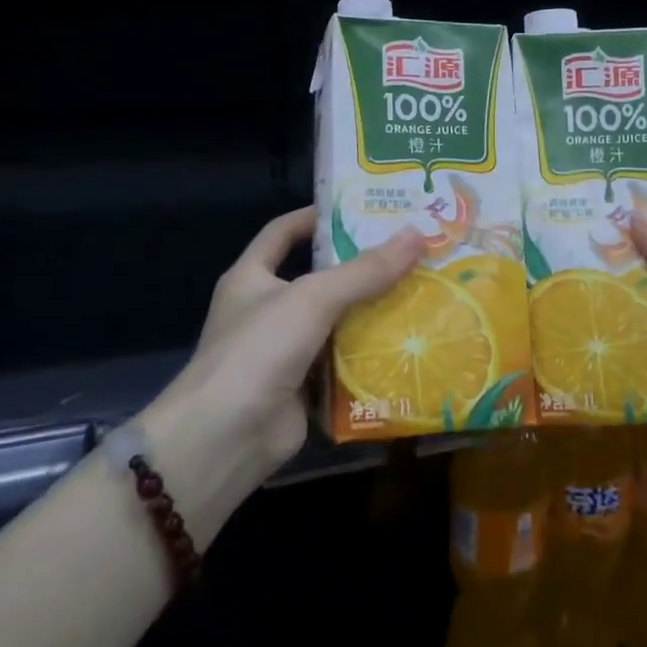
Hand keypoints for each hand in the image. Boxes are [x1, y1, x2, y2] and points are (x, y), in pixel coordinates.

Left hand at [140, 208, 425, 524]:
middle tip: (409, 252)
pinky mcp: (303, 388)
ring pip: (335, 322)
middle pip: (319, 278)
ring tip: (421, 293)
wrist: (226, 438)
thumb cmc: (259, 349)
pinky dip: (369, 356)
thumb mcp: (313, 298)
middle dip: (360, 268)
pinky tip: (409, 345)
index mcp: (252, 277)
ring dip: (371, 313)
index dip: (315, 217)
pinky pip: (342, 363)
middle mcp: (266, 309)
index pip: (283, 232)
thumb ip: (365, 270)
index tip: (358, 208)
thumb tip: (417, 235)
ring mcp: (284, 351)